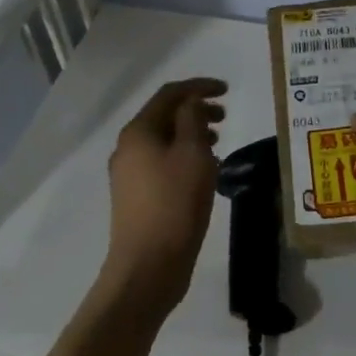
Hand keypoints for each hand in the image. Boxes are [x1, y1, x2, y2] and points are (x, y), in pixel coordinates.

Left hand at [102, 77, 227, 318]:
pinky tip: (203, 171)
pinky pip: (161, 163)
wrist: (147, 268)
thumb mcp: (192, 154)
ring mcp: (128, 174)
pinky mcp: (135, 197)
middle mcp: (128, 147)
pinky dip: (183, 156)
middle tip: (225, 117)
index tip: (227, 90)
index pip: (170, 94)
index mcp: (138, 131)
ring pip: (163, 141)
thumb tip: (190, 103)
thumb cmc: (174, 204)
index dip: (199, 87)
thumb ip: (193, 120)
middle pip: (164, 116)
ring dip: (191, 134)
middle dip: (195, 110)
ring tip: (218, 142)